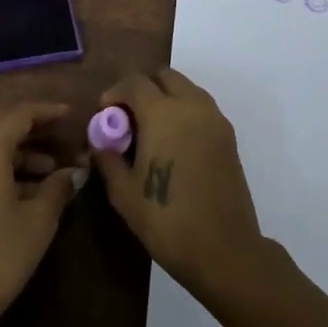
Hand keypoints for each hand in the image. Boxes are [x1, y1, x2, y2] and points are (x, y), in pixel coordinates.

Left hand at [0, 101, 81, 326]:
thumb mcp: (37, 223)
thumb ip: (57, 188)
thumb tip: (74, 172)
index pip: (19, 114)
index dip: (46, 112)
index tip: (69, 115)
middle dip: (28, 125)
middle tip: (58, 135)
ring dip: (13, 147)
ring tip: (48, 168)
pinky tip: (20, 186)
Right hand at [90, 68, 263, 296]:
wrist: (224, 250)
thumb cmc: (167, 219)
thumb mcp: (124, 193)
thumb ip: (108, 159)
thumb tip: (99, 144)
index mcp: (162, 112)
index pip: (134, 82)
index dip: (115, 93)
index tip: (105, 115)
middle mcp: (191, 105)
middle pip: (164, 76)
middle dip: (142, 89)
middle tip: (128, 118)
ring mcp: (214, 119)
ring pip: (186, 89)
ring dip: (166, 98)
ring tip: (151, 131)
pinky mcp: (228, 136)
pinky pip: (201, 108)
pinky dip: (184, 112)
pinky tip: (174, 144)